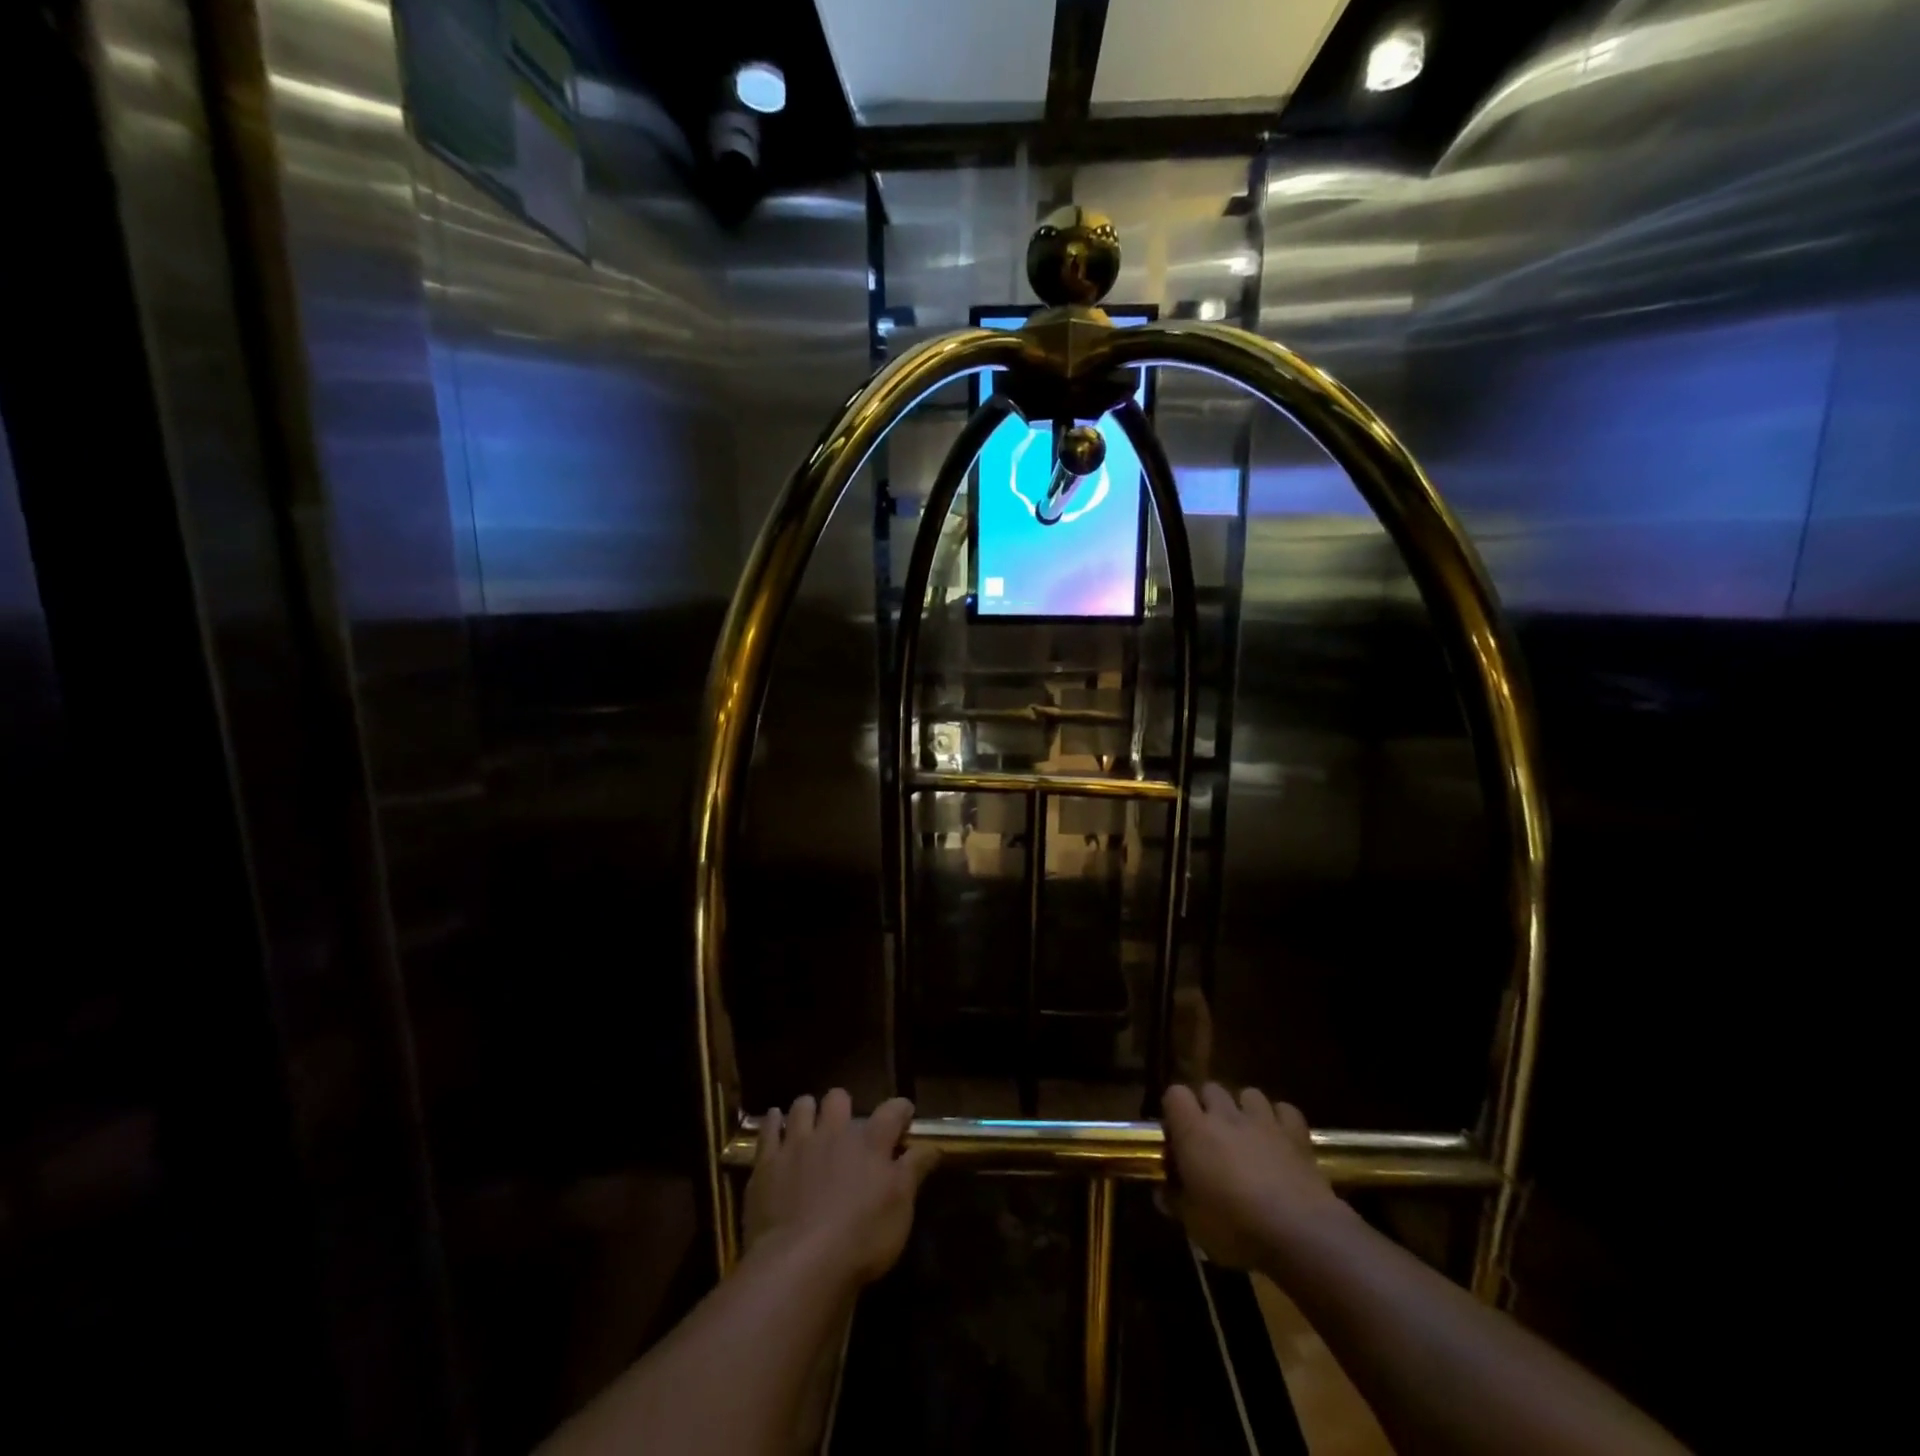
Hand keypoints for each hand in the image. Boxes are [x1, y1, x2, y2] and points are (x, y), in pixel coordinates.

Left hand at [742, 1090, 939, 1287]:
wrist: (800, 1264)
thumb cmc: (861, 1239)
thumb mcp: (901, 1208)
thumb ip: (914, 1171)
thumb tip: (932, 1146)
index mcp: (871, 1143)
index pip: (892, 1111)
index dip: (900, 1110)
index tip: (904, 1115)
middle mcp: (835, 1133)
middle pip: (839, 1098)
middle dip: (843, 1106)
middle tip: (845, 1124)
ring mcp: (798, 1144)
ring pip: (802, 1106)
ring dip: (807, 1110)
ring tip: (809, 1122)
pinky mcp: (767, 1162)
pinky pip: (768, 1128)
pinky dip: (773, 1122)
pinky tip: (774, 1122)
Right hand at [1160, 1083, 1347, 1270]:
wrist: (1300, 1234)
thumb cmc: (1236, 1228)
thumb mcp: (1193, 1224)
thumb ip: (1174, 1201)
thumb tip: (1162, 1192)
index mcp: (1194, 1131)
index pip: (1175, 1094)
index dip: (1174, 1110)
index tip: (1177, 1136)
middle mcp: (1226, 1116)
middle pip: (1211, 1089)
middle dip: (1209, 1107)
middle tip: (1211, 1139)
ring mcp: (1263, 1121)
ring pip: (1248, 1094)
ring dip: (1244, 1110)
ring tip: (1247, 1135)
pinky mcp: (1296, 1133)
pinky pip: (1285, 1110)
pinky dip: (1280, 1120)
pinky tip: (1279, 1139)